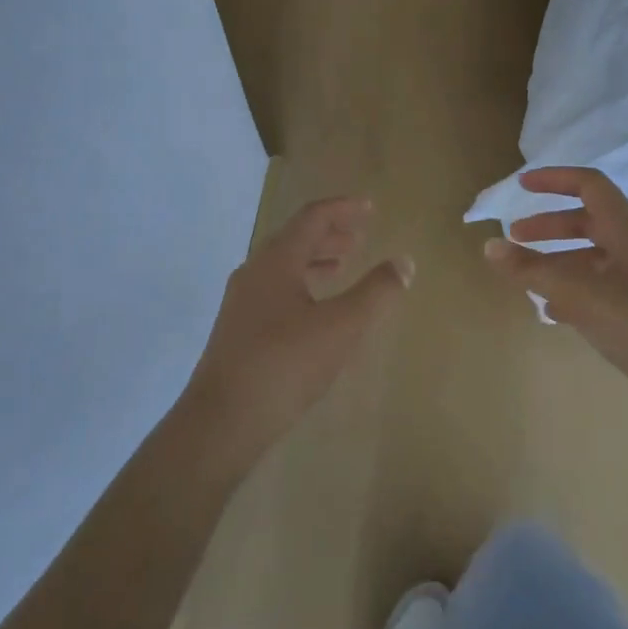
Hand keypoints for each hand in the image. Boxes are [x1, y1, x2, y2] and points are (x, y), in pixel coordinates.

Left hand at [183, 196, 412, 467]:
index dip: (343, 209)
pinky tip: (315, 310)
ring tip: (342, 265)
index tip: (369, 207)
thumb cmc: (285, 364)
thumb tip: (404, 261)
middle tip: (360, 235)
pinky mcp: (238, 329)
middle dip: (330, 233)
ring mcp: (242, 302)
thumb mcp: (341, 327)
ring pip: (283, 266)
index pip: (312, 218)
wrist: (222, 421)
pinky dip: (302, 284)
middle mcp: (254, 272)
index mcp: (276, 261)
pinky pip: (275, 289)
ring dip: (315, 259)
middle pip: (295, 238)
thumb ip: (375, 292)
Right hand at [484, 167, 627, 430]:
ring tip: (528, 280)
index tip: (521, 187)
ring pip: (595, 259)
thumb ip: (534, 271)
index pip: (590, 186)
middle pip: (589, 222)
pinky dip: (576, 292)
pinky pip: (604, 290)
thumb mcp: (582, 295)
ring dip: (559, 261)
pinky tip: (556, 314)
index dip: (555, 180)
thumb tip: (489, 246)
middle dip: (549, 226)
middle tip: (515, 238)